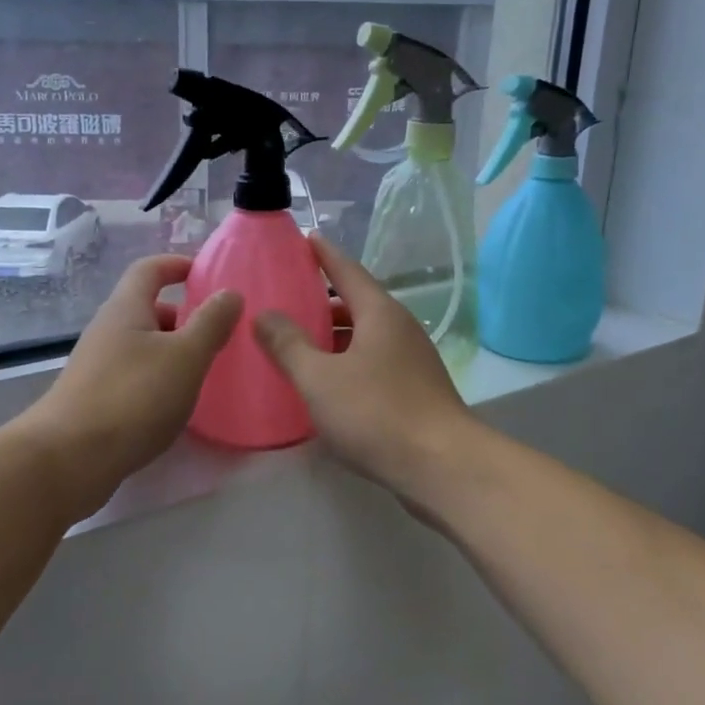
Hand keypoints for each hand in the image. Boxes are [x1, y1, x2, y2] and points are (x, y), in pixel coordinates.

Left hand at [17, 254, 241, 517]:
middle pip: (146, 308)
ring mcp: (96, 366)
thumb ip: (211, 323)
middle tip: (216, 332)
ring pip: (141, 345)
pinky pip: (133, 375)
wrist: (69, 458)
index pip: (149, 269)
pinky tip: (174, 405)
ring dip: (171, 351)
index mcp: (126, 309)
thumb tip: (230, 293)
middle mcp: (106, 331)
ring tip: (203, 371)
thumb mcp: (185, 357)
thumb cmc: (133, 397)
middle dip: (182, 315)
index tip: (206, 273)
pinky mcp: (94, 399)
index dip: (177, 264)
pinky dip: (157, 379)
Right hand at [254, 235, 474, 496]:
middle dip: (322, 302)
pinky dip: (346, 362)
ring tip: (298, 343)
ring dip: (333, 336)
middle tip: (286, 302)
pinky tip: (325, 383)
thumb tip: (264, 315)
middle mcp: (400, 329)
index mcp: (380, 314)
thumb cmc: (376, 413)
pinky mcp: (415, 392)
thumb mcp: (319, 378)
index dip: (324, 254)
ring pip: (365, 337)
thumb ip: (287, 345)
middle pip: (357, 304)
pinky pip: (373, 363)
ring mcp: (412, 362)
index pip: (347, 271)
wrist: (441, 466)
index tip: (305, 238)